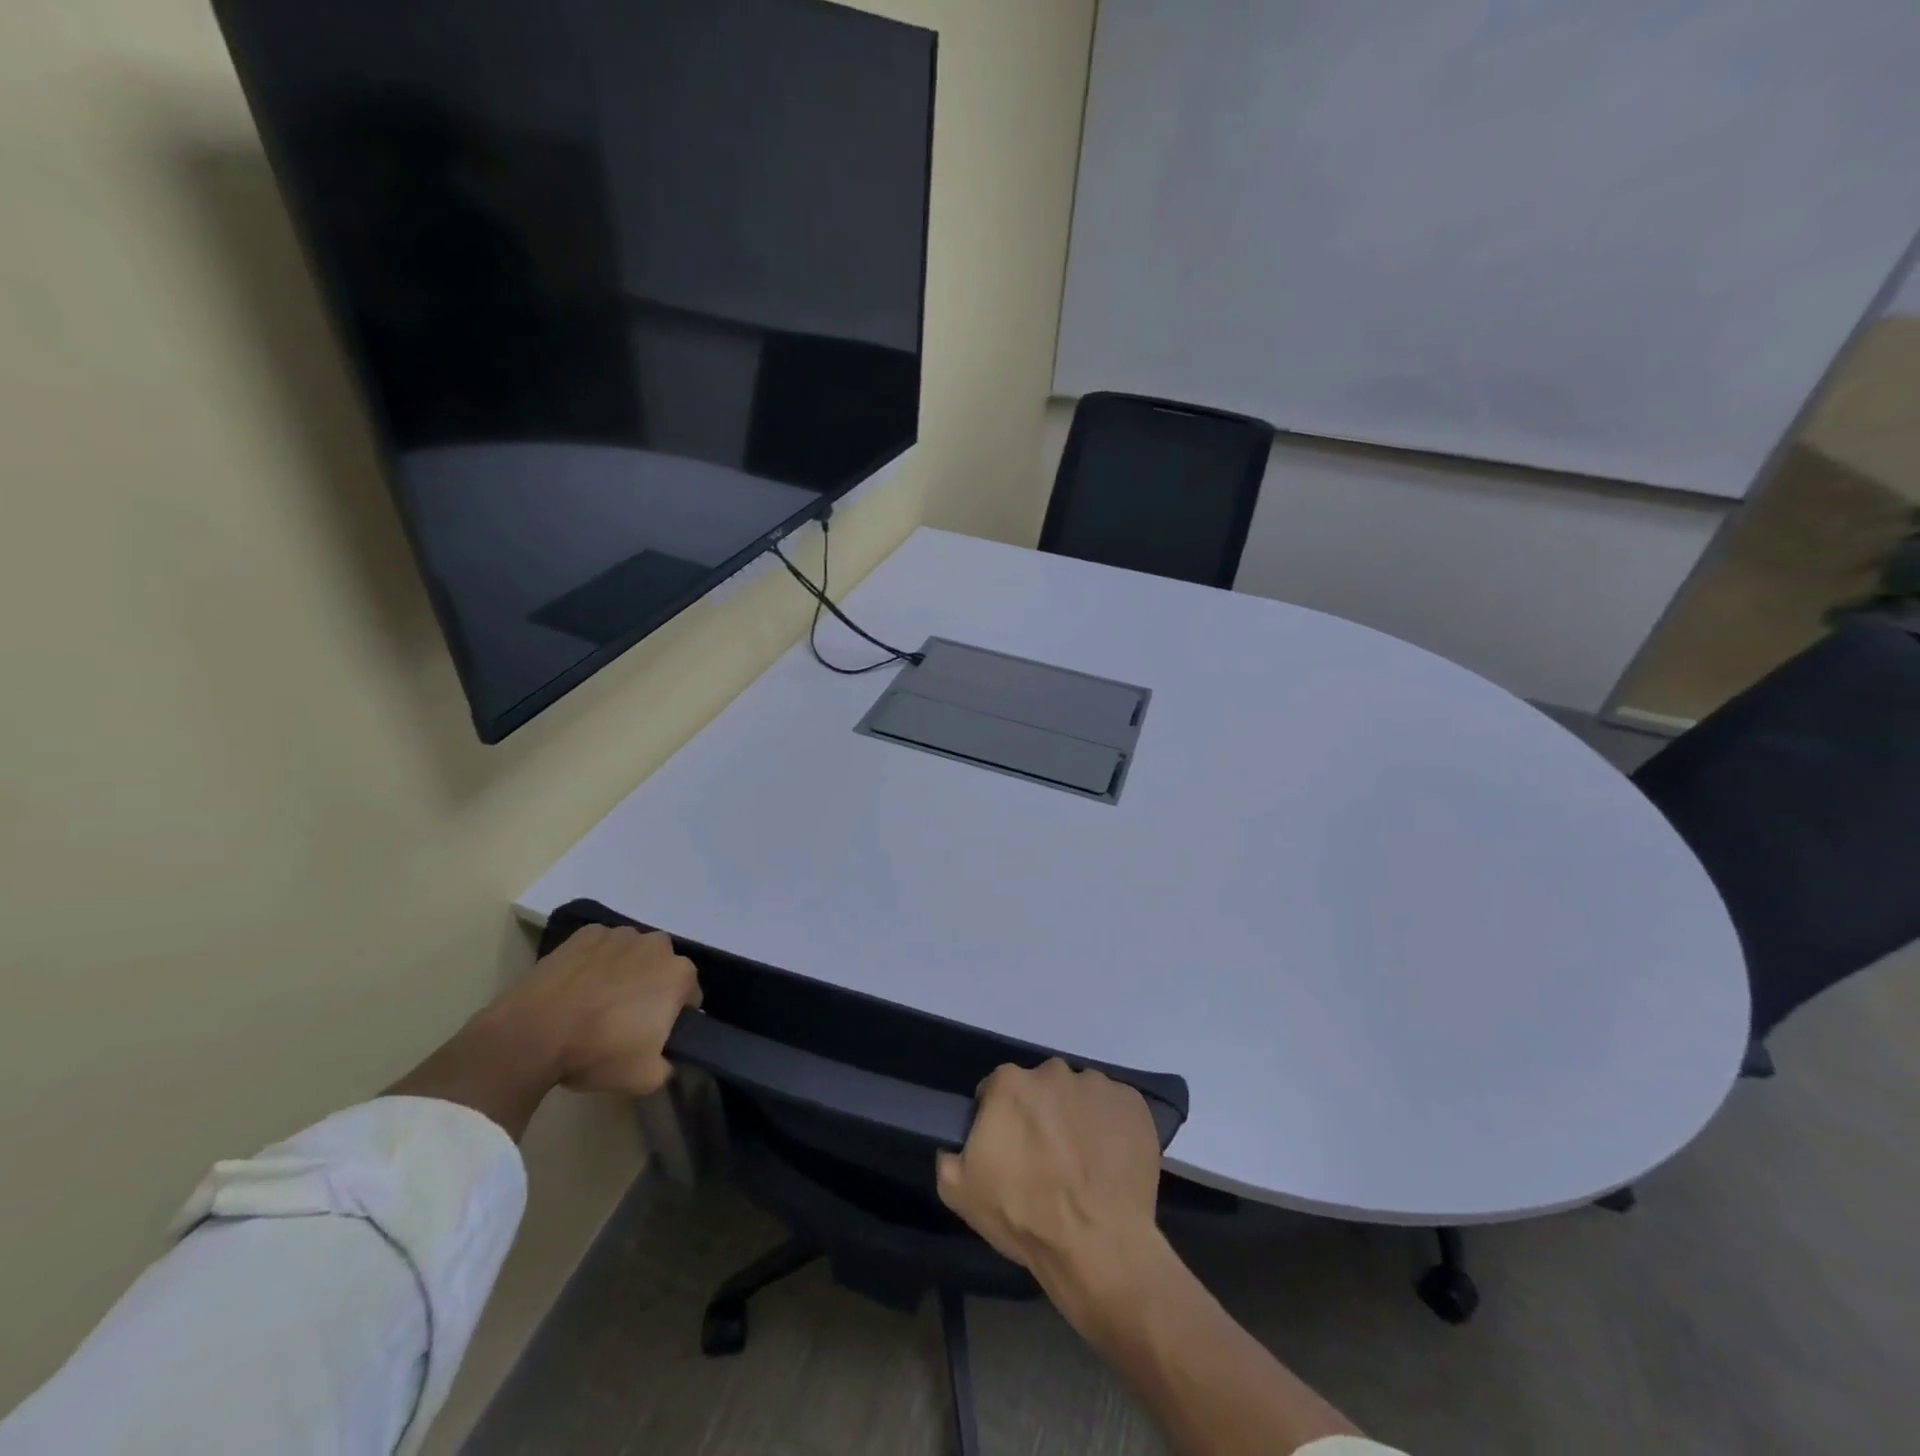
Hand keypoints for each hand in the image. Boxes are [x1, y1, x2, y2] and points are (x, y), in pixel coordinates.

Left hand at [494, 925, 701, 1097]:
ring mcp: (620, 934)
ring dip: (625, 971)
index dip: (675, 1016)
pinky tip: (578, 985)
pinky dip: (596, 961)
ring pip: (632, 954)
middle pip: (662, 968)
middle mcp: (657, 945)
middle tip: (626, 1019)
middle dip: (652, 988)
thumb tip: (666, 1058)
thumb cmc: (597, 1051)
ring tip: (597, 1001)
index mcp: (679, 974)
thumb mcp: (645, 1078)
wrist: (532, 1033)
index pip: (690, 995)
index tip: (655, 1035)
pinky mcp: (586, 933)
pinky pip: (601, 947)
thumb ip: (668, 1065)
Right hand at [936, 1060, 1163, 1295]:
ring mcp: (1097, 1085)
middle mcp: (1054, 1072)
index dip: (1000, 1120)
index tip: (1008, 1150)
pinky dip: (1111, 1128)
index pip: (997, 1090)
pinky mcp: (1133, 1103)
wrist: (1098, 1246)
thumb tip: (956, 1143)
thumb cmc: (1025, 1216)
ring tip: (1083, 1165)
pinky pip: (1114, 1108)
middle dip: (1041, 1115)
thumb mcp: (960, 1192)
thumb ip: (950, 1154)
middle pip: (1041, 1088)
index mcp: (1010, 1084)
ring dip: (1077, 1119)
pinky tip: (1109, 1163)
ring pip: (1079, 1096)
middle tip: (1047, 1160)